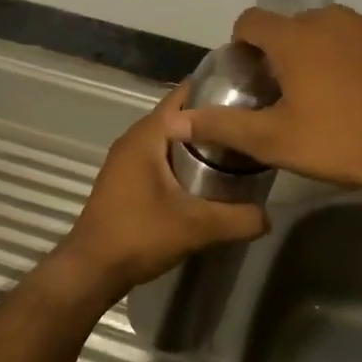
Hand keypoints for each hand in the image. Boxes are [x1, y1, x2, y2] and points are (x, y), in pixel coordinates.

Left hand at [50, 80, 268, 305]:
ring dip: (197, 140)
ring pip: (169, 137)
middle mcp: (134, 138)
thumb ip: (238, 219)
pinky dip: (182, 157)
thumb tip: (269, 216)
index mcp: (148, 134)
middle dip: (212, 117)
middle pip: (180, 115)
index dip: (218, 91)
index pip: (186, 95)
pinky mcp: (125, 178)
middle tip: (250, 125)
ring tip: (235, 149)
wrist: (92, 269)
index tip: (251, 97)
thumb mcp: (197, 227)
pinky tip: (206, 175)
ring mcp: (126, 158)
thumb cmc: (140, 235)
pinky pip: (159, 155)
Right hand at [171, 5, 361, 191]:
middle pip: (296, 26)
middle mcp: (332, 18)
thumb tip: (176, 122)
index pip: (251, 20)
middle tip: (295, 91)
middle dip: (288, 51)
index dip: (243, 43)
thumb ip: (222, 126)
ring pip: (337, 30)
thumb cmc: (342, 141)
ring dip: (329, 52)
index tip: (250, 72)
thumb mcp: (275, 141)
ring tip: (340, 92)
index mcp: (294, 37)